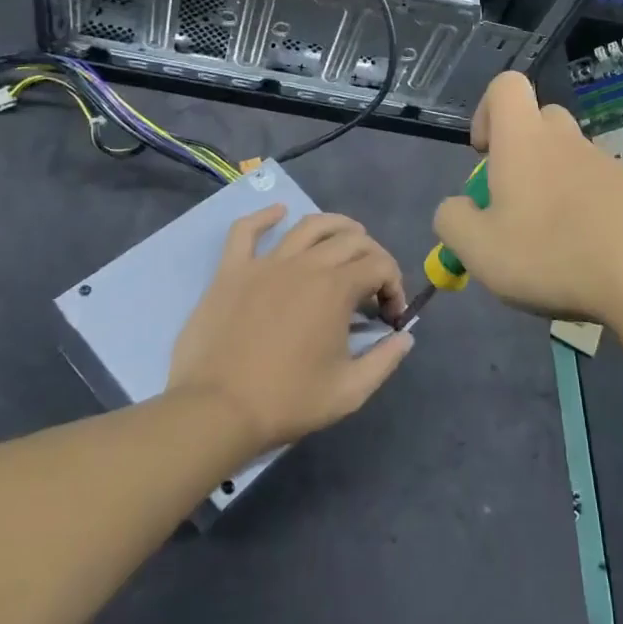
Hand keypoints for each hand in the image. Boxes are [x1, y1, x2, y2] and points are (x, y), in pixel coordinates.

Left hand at [168, 208, 412, 456]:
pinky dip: (265, 216)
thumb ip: (384, 360)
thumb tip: (405, 337)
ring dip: (336, 226)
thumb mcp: (349, 391)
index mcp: (337, 289)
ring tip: (347, 236)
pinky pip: (246, 231)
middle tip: (373, 285)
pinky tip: (278, 212)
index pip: (380, 266)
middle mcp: (306, 264)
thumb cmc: (286, 401)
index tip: (390, 316)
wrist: (217, 411)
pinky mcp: (232, 270)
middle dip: (373, 256)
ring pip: (309, 225)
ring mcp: (266, 263)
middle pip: (351, 240)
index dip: (395, 286)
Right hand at [432, 72, 622, 322]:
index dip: (486, 111)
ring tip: (552, 248)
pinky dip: (588, 216)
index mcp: (524, 140)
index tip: (484, 154)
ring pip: (571, 162)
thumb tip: (455, 208)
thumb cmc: (552, 252)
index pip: (505, 86)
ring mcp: (608, 166)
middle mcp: (567, 141)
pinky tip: (590, 260)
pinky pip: (601, 192)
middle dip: (521, 154)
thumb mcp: (480, 249)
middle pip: (540, 122)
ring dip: (554, 191)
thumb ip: (453, 222)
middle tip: (514, 204)